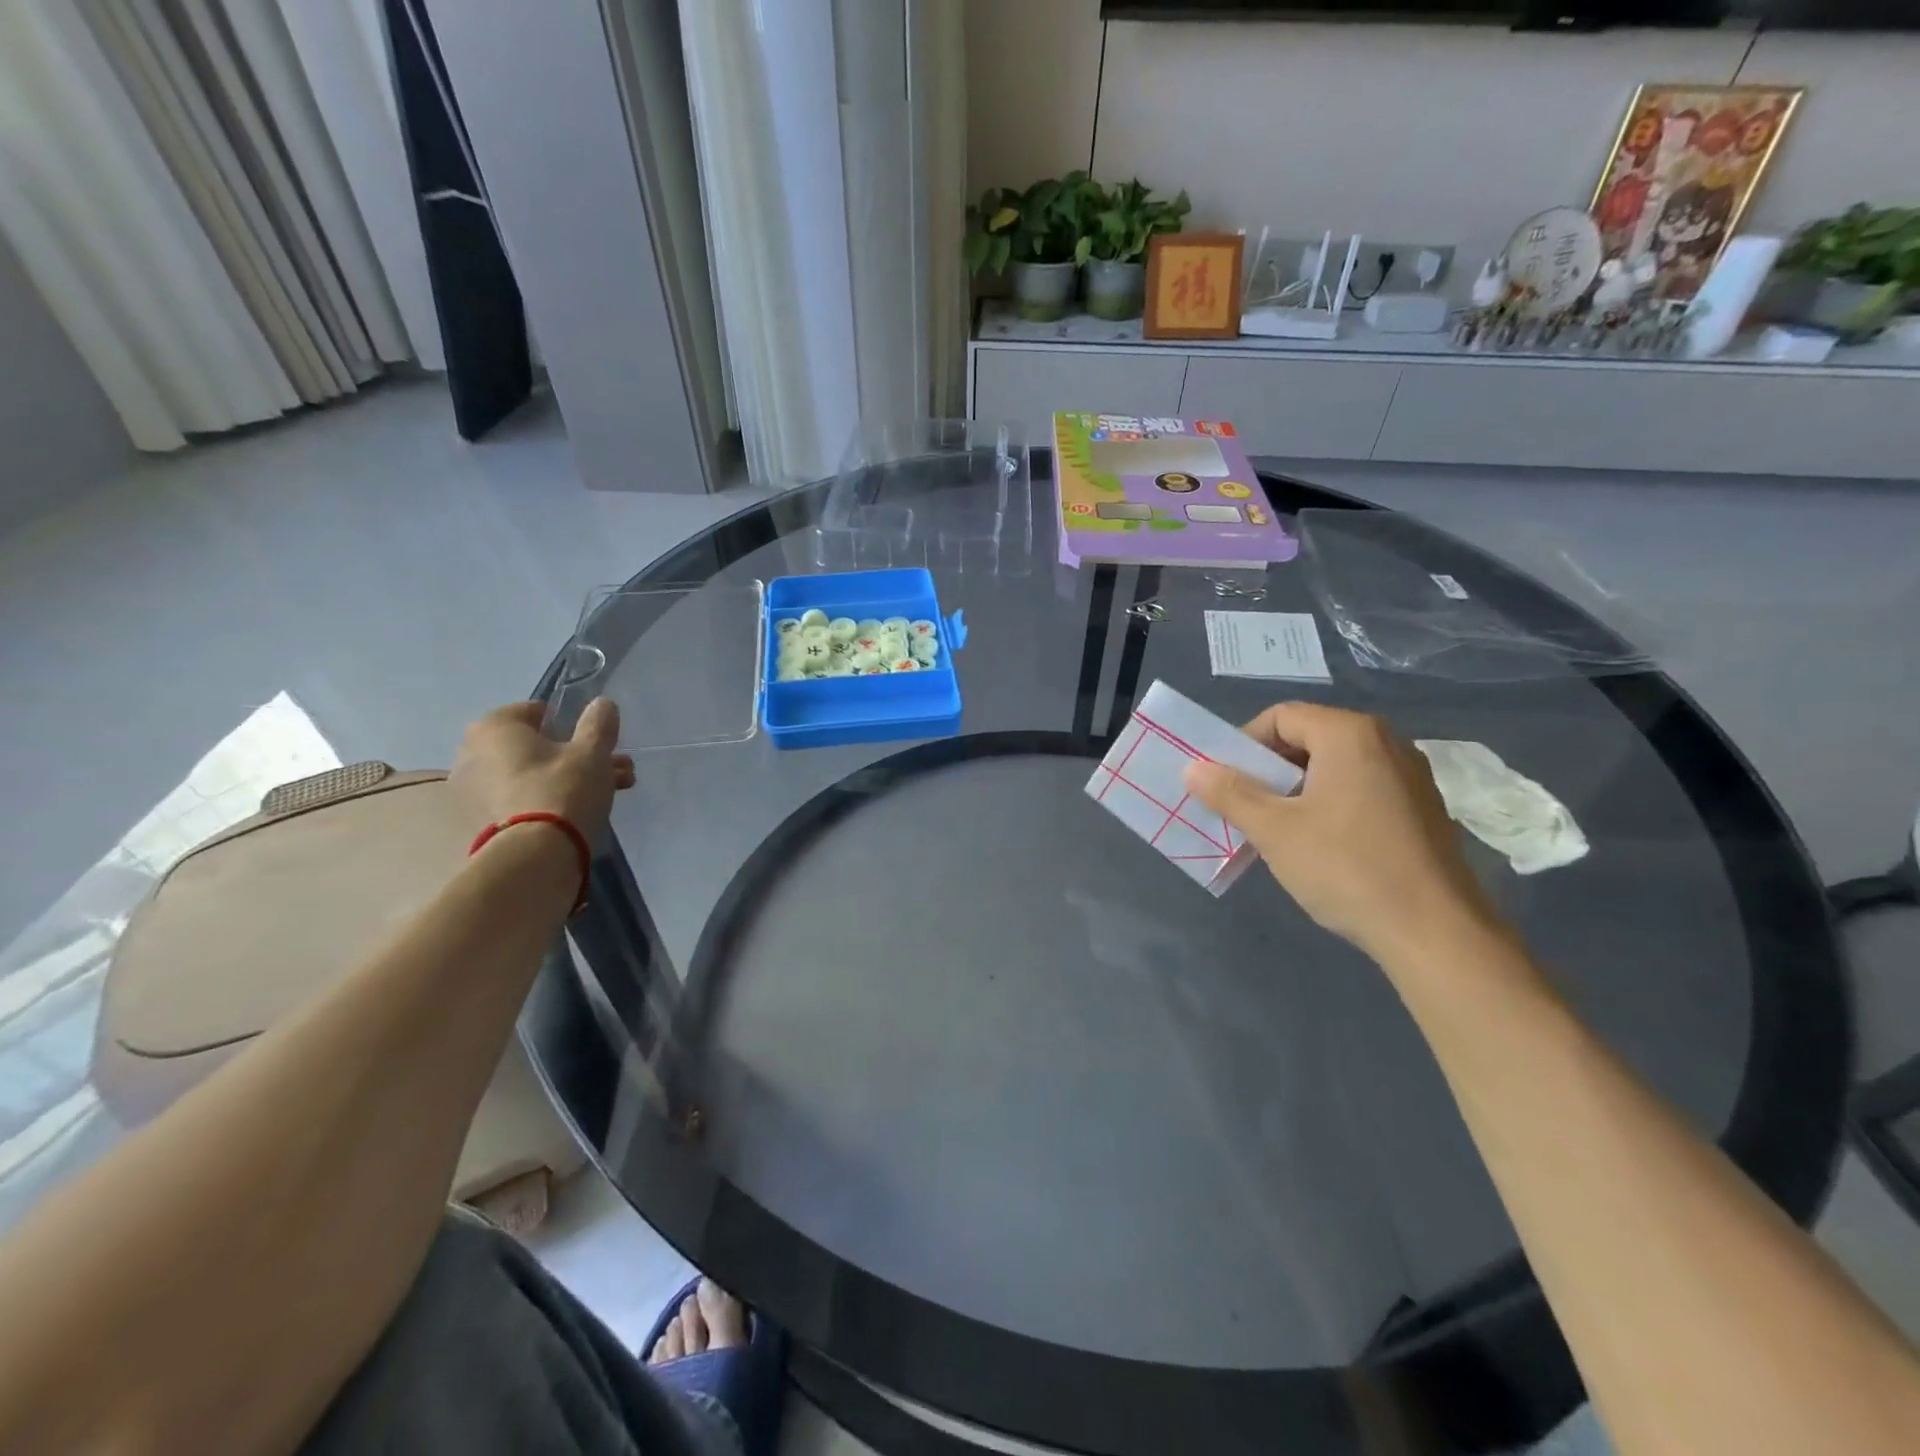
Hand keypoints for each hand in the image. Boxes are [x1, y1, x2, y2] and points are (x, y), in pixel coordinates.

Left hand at [450, 699, 635, 845]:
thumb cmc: (562, 788)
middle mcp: (473, 753)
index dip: (569, 723)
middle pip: (535, 746)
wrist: (536, 855)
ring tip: (612, 791)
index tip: (593, 740)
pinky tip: (582, 811)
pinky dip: (548, 799)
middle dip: (575, 755)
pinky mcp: (482, 821)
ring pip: (532, 774)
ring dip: (569, 778)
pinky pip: (522, 798)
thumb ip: (598, 724)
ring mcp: (474, 790)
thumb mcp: (592, 752)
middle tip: (612, 767)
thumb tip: (602, 704)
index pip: (535, 711)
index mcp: (493, 727)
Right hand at [1184, 703, 1502, 964]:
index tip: (1226, 782)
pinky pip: (1361, 789)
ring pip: (1334, 767)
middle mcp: (1387, 742)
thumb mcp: (1274, 830)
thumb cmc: (1346, 868)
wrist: (1435, 932)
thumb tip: (1192, 768)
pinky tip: (1320, 846)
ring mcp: (1410, 776)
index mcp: (1351, 734)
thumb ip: (1230, 793)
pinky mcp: (1422, 809)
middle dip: (1269, 770)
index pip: (1281, 716)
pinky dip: (1329, 804)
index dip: (1244, 745)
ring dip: (1297, 790)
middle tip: (1245, 807)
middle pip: (1309, 738)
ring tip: (1276, 830)